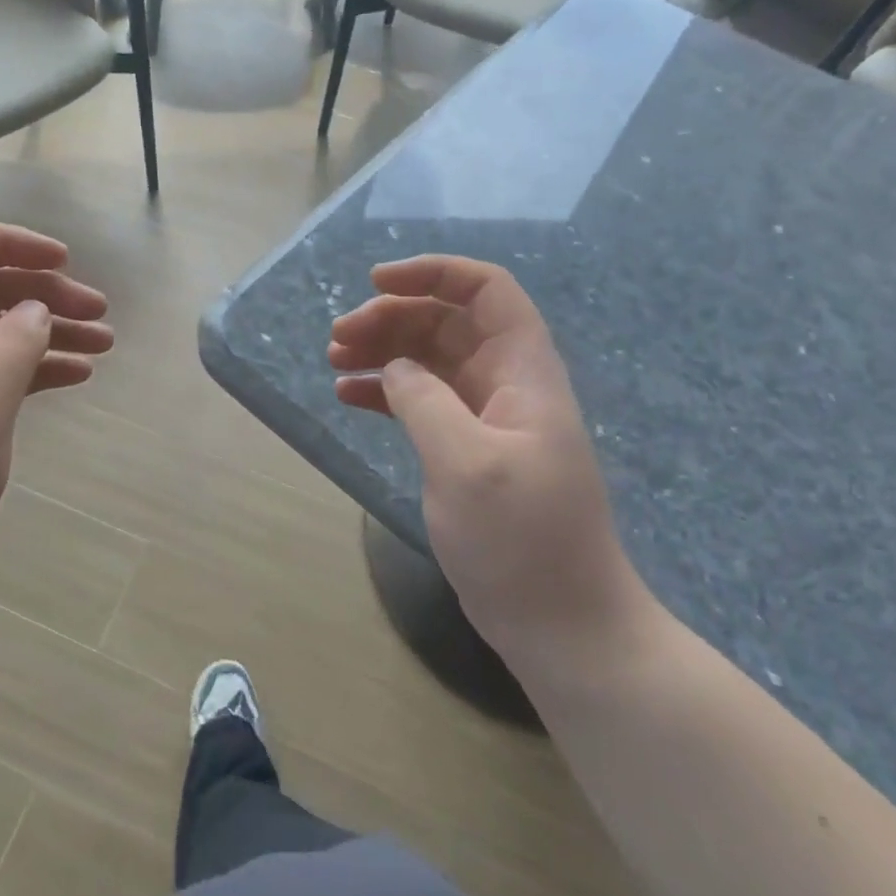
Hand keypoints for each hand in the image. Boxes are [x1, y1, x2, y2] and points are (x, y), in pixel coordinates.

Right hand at [329, 256, 649, 665]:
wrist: (561, 622)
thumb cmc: (522, 540)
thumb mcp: (466, 463)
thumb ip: (424, 401)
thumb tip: (394, 367)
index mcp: (522, 372)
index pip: (486, 291)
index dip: (434, 273)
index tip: (376, 282)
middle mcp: (505, 383)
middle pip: (446, 321)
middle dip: (391, 316)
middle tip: (338, 337)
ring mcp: (485, 418)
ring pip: (428, 359)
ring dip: (382, 350)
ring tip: (334, 360)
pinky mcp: (466, 450)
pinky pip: (421, 401)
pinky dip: (385, 391)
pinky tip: (348, 396)